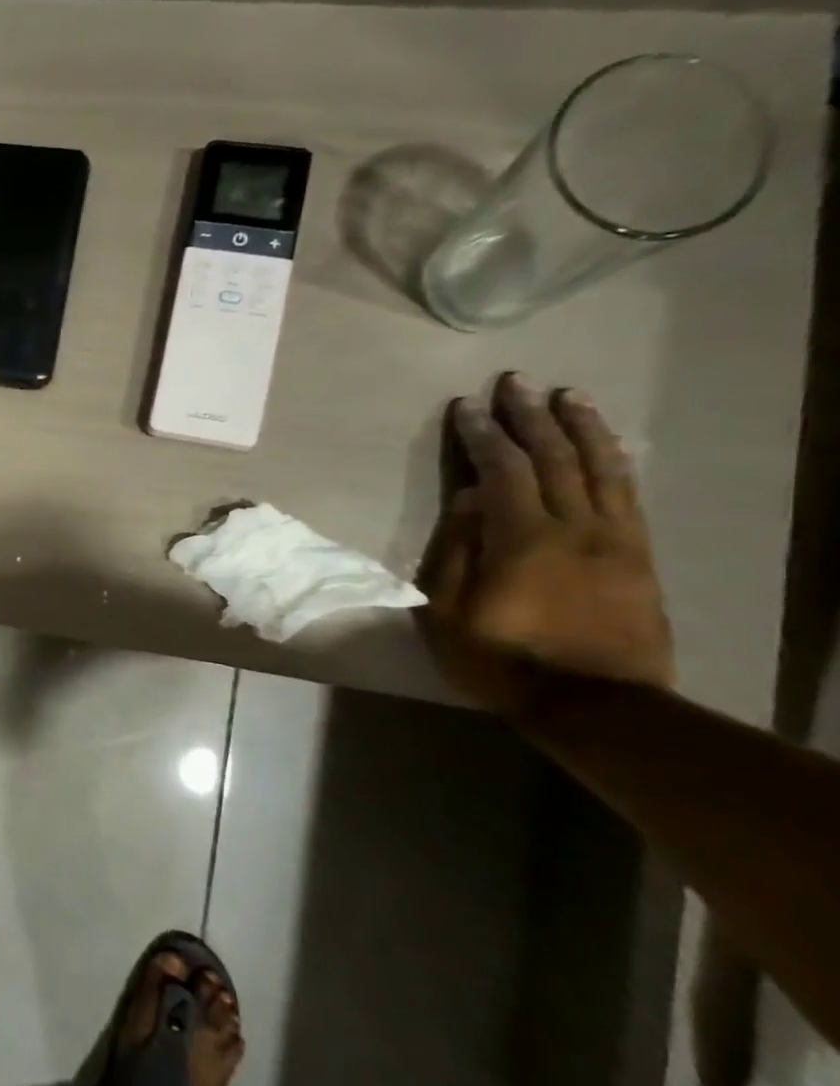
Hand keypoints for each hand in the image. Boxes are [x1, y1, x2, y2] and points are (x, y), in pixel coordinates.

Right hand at [418, 373, 672, 720]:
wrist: (592, 703)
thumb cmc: (500, 659)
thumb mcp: (447, 612)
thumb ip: (455, 551)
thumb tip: (467, 499)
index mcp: (522, 539)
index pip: (502, 471)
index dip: (483, 435)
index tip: (466, 406)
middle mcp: (574, 526)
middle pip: (554, 458)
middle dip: (531, 416)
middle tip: (516, 382)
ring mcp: (614, 538)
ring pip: (600, 467)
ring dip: (581, 427)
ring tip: (566, 396)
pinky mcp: (638, 554)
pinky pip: (628, 493)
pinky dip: (614, 460)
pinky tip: (605, 443)